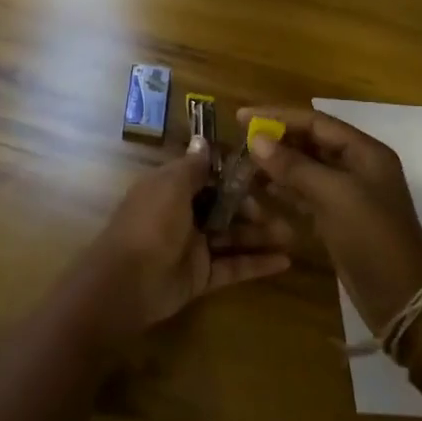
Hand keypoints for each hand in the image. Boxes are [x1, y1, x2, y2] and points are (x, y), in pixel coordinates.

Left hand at [77, 138, 293, 337]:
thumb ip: (193, 166)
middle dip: (253, 207)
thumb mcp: (171, 185)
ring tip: (293, 234)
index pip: (208, 176)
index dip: (234, 174)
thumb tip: (202, 138)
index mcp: (172, 188)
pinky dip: (258, 264)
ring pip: (233, 236)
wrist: (128, 281)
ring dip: (261, 235)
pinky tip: (285, 262)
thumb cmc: (151, 223)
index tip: (264, 172)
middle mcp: (183, 214)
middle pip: (224, 207)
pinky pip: (234, 267)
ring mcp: (193, 247)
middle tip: (284, 208)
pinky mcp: (202, 277)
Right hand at [238, 106, 421, 334]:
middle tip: (239, 140)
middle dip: (276, 140)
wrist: (400, 298)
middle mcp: (358, 166)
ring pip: (305, 168)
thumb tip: (256, 139)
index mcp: (365, 152)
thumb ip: (293, 165)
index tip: (241, 117)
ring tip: (243, 163)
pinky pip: (306, 193)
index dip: (278, 116)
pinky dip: (283, 189)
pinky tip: (259, 190)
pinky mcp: (338, 217)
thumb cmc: (371, 237)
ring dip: (276, 164)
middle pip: (310, 142)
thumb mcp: (333, 195)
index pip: (316, 122)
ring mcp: (348, 193)